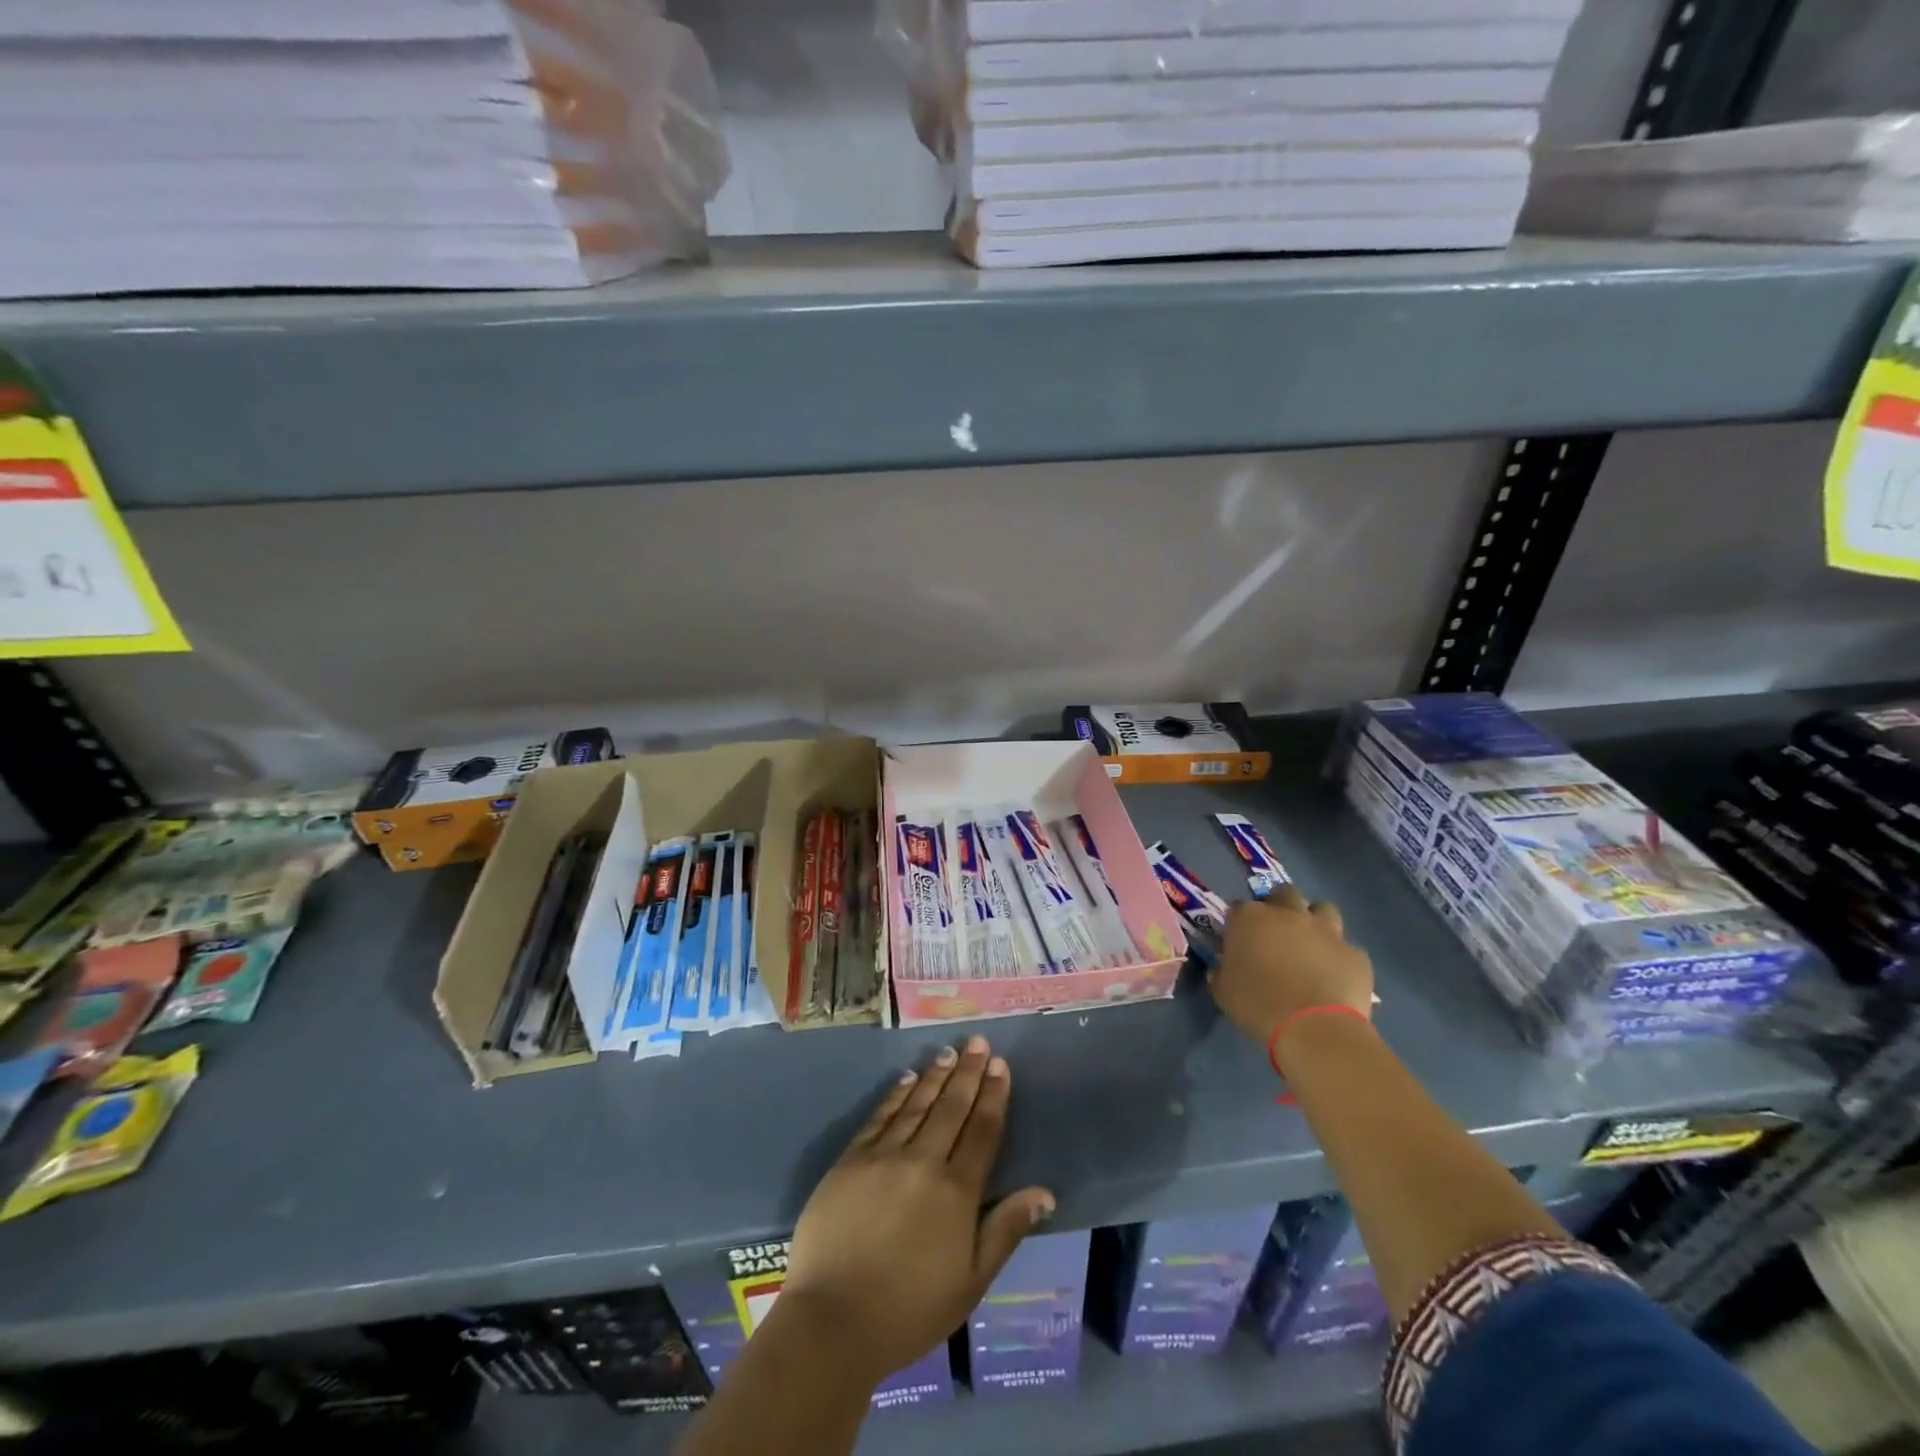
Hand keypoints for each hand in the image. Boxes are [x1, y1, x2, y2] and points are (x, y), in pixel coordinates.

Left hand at [779, 1036, 1055, 1386]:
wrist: (833, 1321)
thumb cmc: (910, 1310)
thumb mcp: (971, 1281)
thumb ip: (1006, 1230)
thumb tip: (1045, 1192)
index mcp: (957, 1191)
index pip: (982, 1131)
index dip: (994, 1095)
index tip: (1001, 1066)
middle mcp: (923, 1161)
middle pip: (951, 1107)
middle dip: (968, 1072)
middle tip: (979, 1042)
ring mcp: (884, 1156)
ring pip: (916, 1104)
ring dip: (935, 1076)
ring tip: (949, 1052)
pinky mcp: (851, 1160)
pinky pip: (880, 1117)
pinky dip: (896, 1095)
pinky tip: (906, 1079)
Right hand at [1212, 886, 1373, 1047]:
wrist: (1314, 1029)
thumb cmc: (1258, 1005)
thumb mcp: (1222, 991)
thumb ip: (1222, 971)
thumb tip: (1224, 967)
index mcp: (1251, 918)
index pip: (1239, 907)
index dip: (1239, 922)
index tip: (1239, 939)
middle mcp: (1289, 914)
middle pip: (1285, 893)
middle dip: (1281, 906)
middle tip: (1277, 932)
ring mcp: (1326, 931)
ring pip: (1323, 909)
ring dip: (1316, 922)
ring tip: (1311, 946)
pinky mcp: (1355, 953)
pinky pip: (1347, 948)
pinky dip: (1339, 957)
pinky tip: (1335, 976)